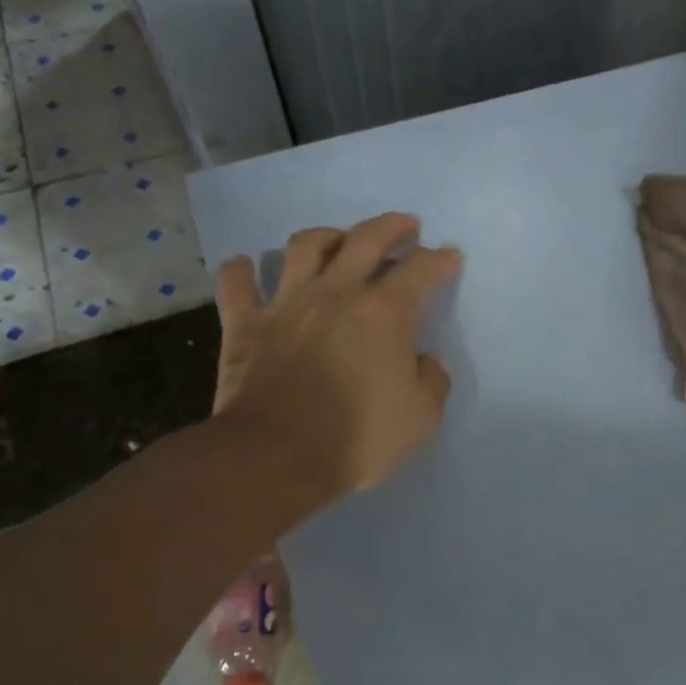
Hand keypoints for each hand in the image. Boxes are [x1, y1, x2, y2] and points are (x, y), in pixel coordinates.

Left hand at [207, 213, 461, 504]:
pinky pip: (236, 284)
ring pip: (304, 247)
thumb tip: (427, 362)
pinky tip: (245, 266)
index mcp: (385, 312)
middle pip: (366, 238)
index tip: (449, 257)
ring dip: (326, 235)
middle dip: (392, 227)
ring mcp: (286, 304)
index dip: (439, 260)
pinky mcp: (245, 325)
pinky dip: (240, 271)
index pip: (421, 269)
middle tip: (406, 226)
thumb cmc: (358, 437)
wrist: (275, 458)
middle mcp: (337, 292)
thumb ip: (432, 382)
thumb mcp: (421, 418)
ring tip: (337, 239)